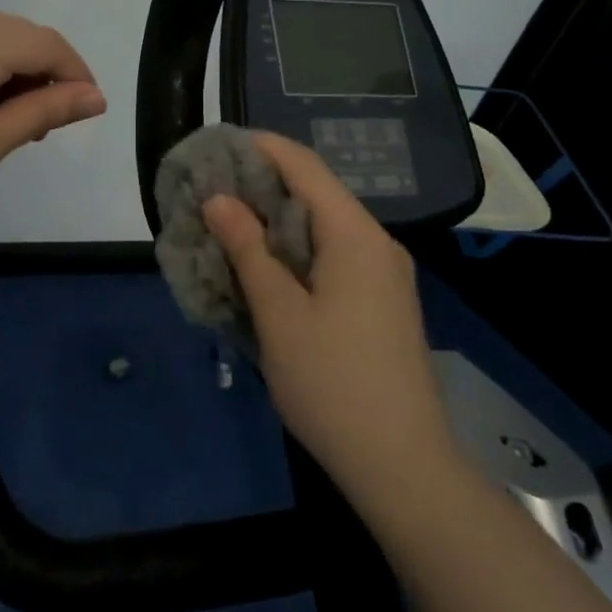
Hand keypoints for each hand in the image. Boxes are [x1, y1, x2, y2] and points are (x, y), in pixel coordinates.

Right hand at [202, 132, 454, 504]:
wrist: (403, 466)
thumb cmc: (332, 384)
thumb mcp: (279, 314)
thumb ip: (248, 249)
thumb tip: (218, 199)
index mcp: (355, 236)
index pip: (305, 166)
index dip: (260, 147)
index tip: (215, 145)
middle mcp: (375, 244)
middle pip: (315, 193)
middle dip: (261, 185)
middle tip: (208, 190)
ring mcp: (383, 275)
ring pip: (321, 227)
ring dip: (274, 221)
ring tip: (225, 225)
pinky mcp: (380, 302)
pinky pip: (331, 256)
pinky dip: (293, 250)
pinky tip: (262, 268)